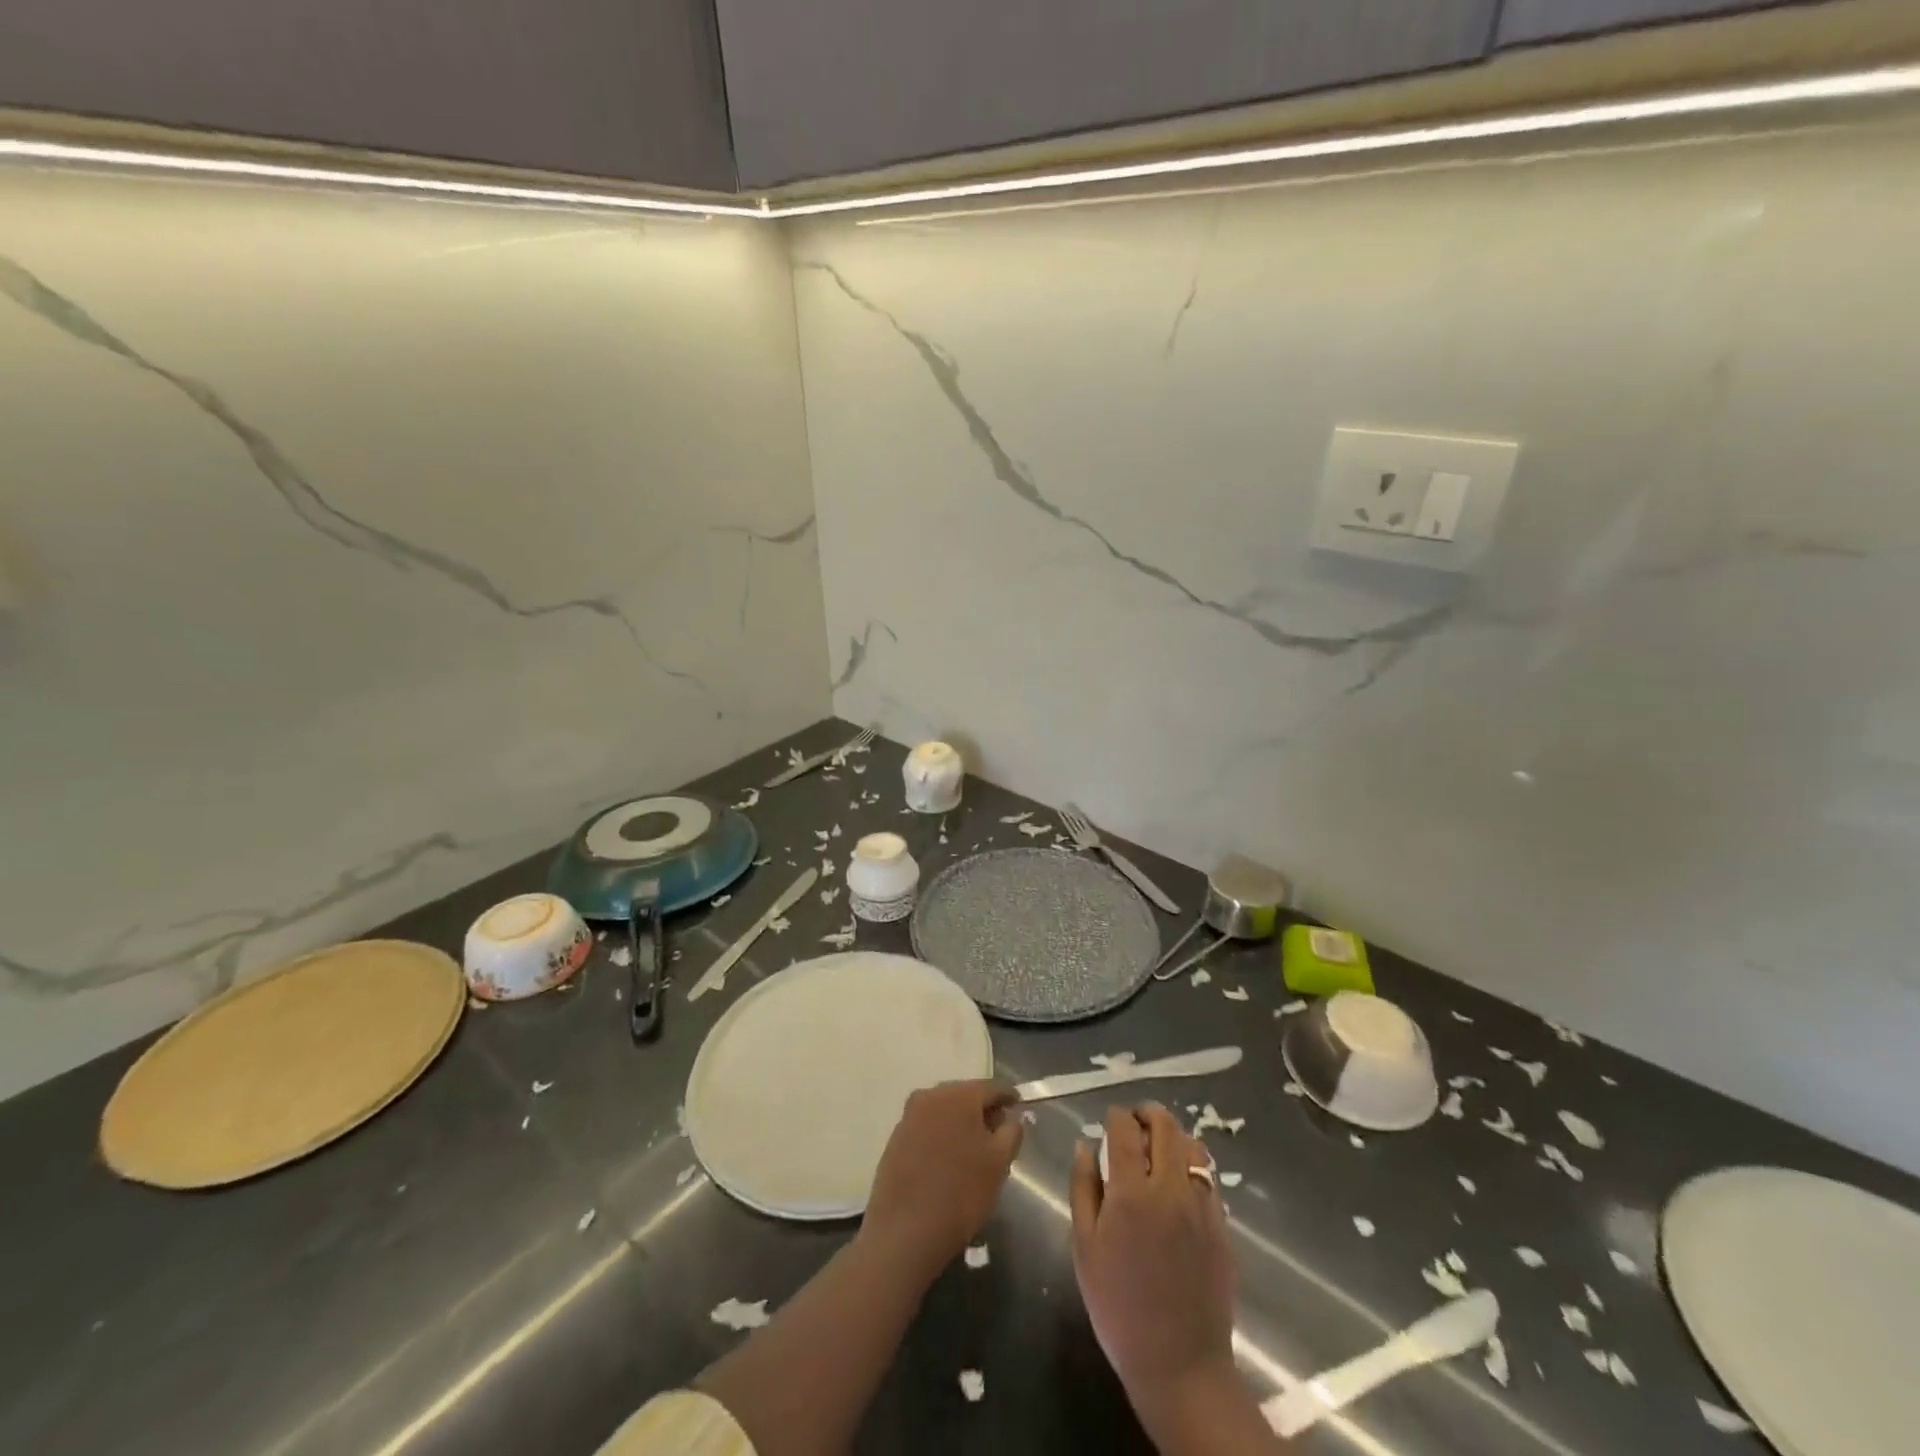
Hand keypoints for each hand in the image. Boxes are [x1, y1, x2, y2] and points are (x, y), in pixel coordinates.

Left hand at [862, 1080, 1023, 1276]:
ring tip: (976, 1151)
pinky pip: (928, 1128)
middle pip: (966, 1096)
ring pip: (945, 1112)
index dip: (1009, 1097)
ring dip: (962, 1124)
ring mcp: (909, 1116)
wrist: (904, 1232)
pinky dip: (943, 1136)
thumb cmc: (961, 1193)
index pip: (992, 1087)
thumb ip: (1011, 1132)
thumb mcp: (998, 1163)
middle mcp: (930, 1096)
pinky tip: (950, 1161)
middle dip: (984, 1111)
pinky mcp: (896, 1139)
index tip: (1020, 1107)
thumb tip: (1012, 1117)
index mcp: (957, 1095)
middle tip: (1000, 1134)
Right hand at [1071, 1104, 1236, 1435]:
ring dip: (1173, 1136)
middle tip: (1133, 1124)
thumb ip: (1083, 1188)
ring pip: (1193, 1145)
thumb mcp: (1085, 1247)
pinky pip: (1208, 1176)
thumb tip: (1085, 1144)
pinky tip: (1179, 1181)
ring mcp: (1201, 1206)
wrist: (1179, 1365)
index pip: (1124, 1129)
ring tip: (1158, 1148)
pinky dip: (1192, 1165)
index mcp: (1131, 1193)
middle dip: (1147, 1114)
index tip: (1108, 1121)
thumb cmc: (1119, 1307)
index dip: (1115, 1116)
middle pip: (1165, 1125)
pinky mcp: (1221, 1225)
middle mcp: (1170, 1189)